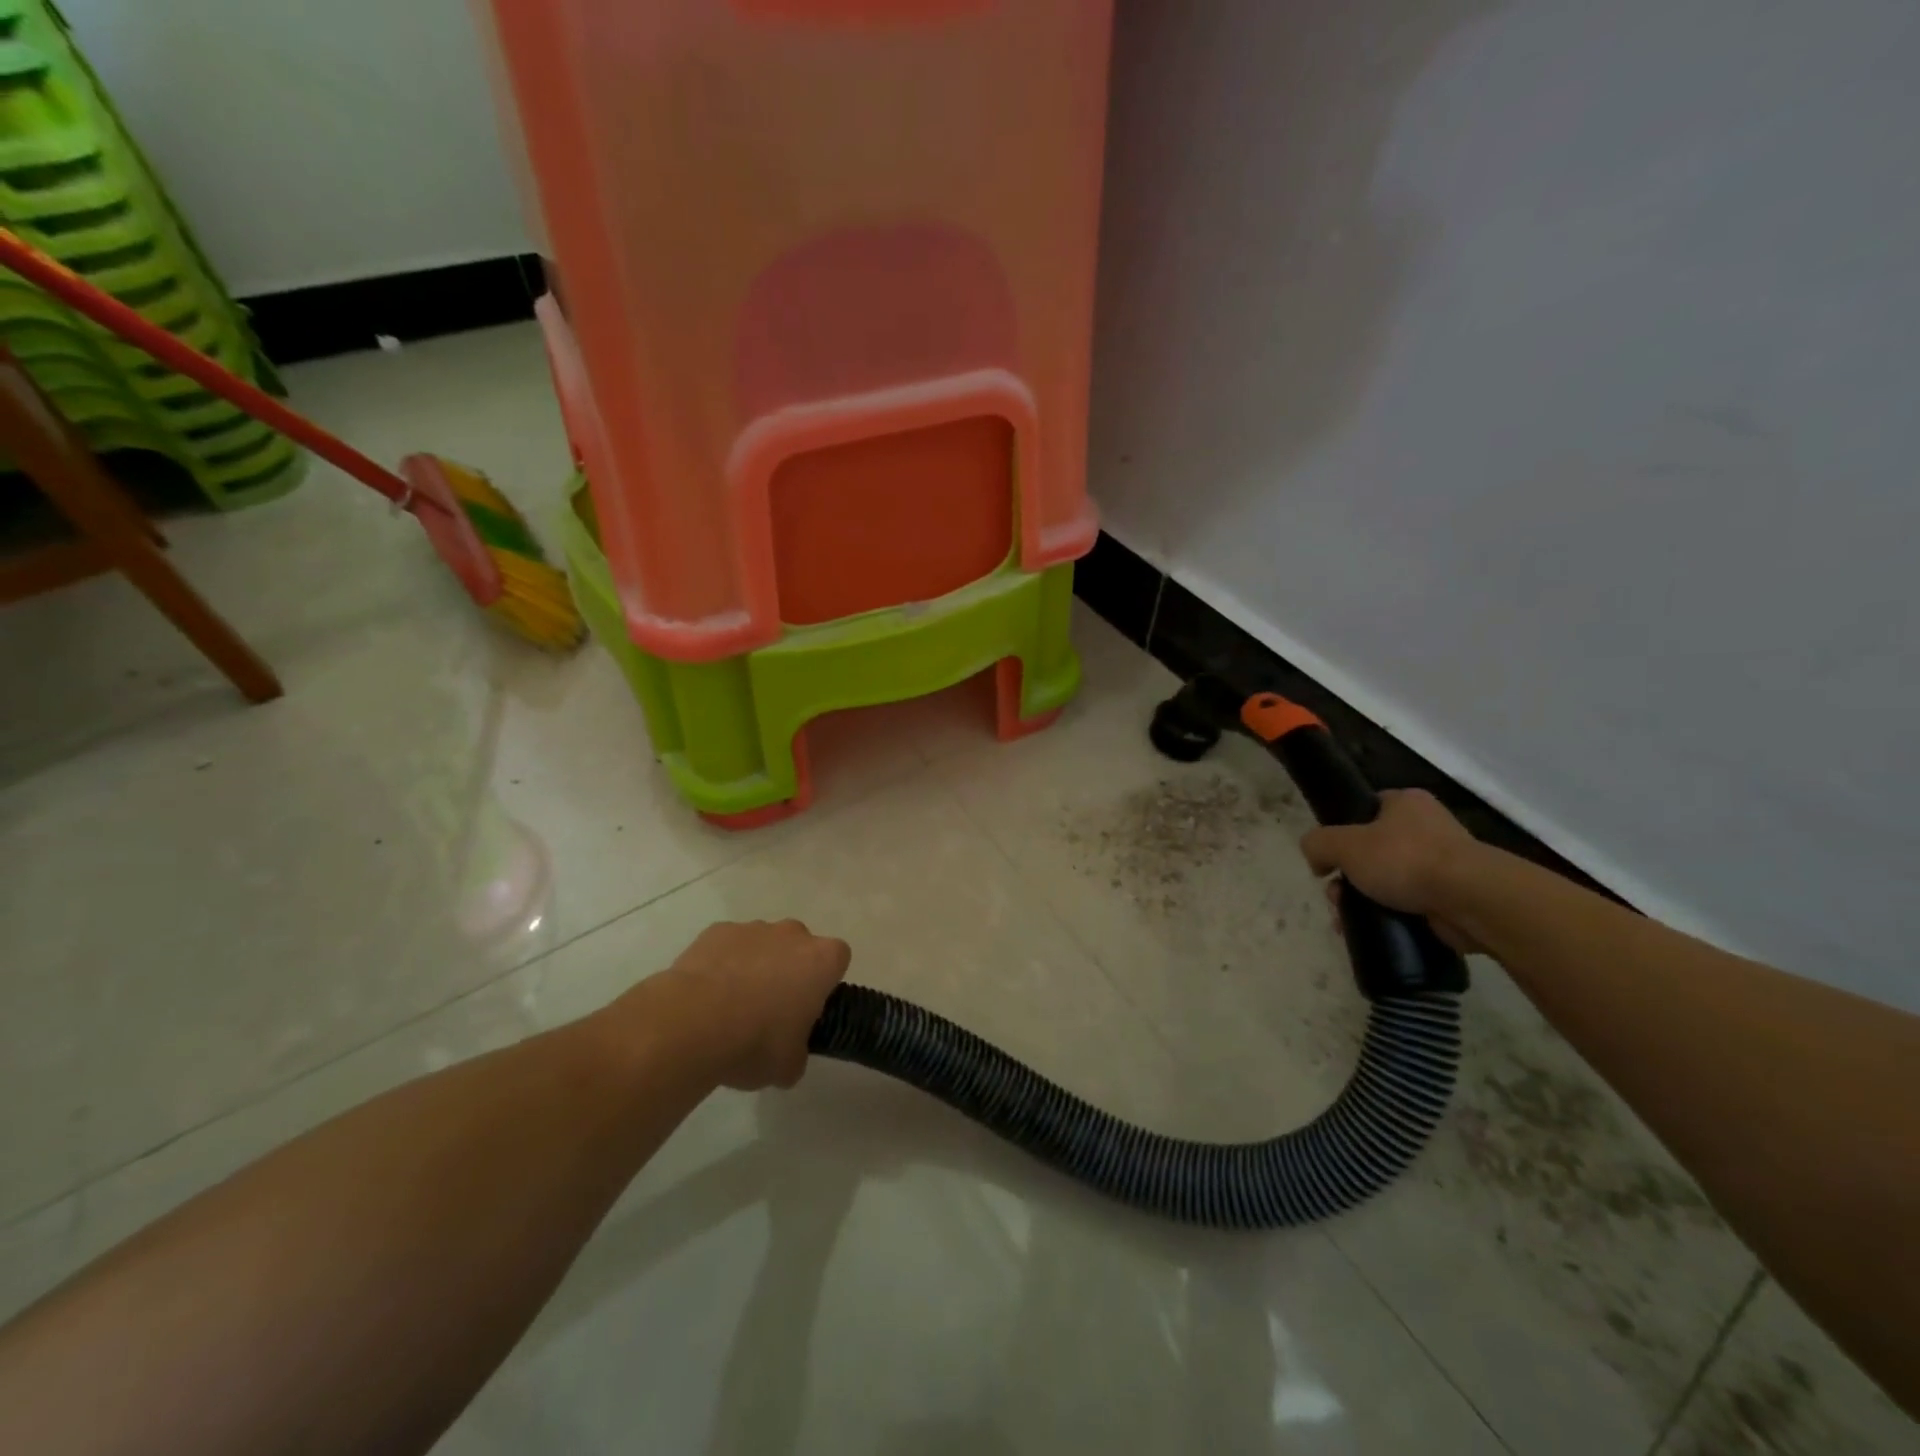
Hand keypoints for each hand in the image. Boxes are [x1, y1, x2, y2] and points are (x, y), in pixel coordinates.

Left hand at [653, 920, 850, 1089]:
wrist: (692, 1024)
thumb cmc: (755, 1042)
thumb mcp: (789, 1065)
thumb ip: (798, 1051)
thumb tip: (789, 1052)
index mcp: (821, 960)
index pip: (837, 959)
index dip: (824, 983)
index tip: (808, 1007)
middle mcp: (792, 934)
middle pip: (799, 946)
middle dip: (789, 970)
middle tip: (771, 1009)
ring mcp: (753, 928)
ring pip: (762, 944)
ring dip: (754, 966)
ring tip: (730, 1006)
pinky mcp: (717, 931)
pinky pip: (727, 946)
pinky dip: (722, 964)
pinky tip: (706, 995)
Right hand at [1299, 789, 1484, 954]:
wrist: (1472, 900)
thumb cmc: (1405, 859)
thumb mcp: (1343, 844)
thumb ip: (1317, 843)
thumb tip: (1316, 859)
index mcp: (1406, 803)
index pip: (1365, 810)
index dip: (1341, 832)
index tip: (1329, 859)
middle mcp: (1427, 827)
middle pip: (1372, 850)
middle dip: (1348, 876)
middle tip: (1336, 895)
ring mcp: (1445, 863)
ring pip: (1388, 880)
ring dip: (1364, 899)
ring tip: (1349, 919)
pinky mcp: (1454, 896)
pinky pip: (1410, 904)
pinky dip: (1390, 917)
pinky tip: (1374, 930)